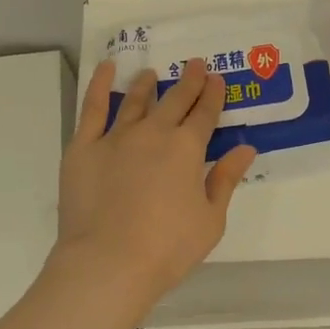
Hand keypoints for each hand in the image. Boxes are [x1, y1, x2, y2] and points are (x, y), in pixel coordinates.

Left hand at [53, 58, 256, 306]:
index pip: (205, 113)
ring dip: (147, 84)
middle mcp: (153, 132)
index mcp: (187, 148)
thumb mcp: (210, 219)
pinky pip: (92, 108)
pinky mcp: (83, 147)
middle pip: (175, 100)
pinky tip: (106, 69)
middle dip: (188, 81)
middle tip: (194, 65)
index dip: (212, 95)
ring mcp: (116, 137)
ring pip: (135, 100)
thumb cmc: (166, 248)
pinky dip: (100, 85)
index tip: (217, 79)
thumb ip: (226, 180)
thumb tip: (245, 148)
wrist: (108, 263)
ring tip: (151, 74)